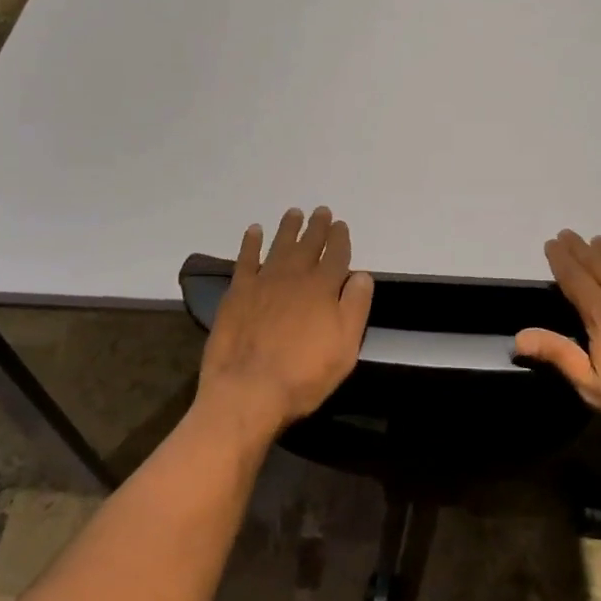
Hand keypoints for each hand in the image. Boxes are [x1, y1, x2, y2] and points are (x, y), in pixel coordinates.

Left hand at [194, 207, 374, 446]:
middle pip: (309, 244)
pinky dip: (251, 243)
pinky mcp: (238, 292)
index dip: (340, 239)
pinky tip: (254, 231)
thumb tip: (362, 275)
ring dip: (288, 228)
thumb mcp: (345, 348)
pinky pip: (246, 258)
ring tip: (294, 213)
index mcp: (323, 289)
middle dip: (317, 227)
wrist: (248, 389)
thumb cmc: (303, 375)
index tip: (341, 226)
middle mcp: (295, 276)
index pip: (336, 255)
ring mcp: (264, 281)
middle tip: (321, 211)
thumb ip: (355, 308)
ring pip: (280, 245)